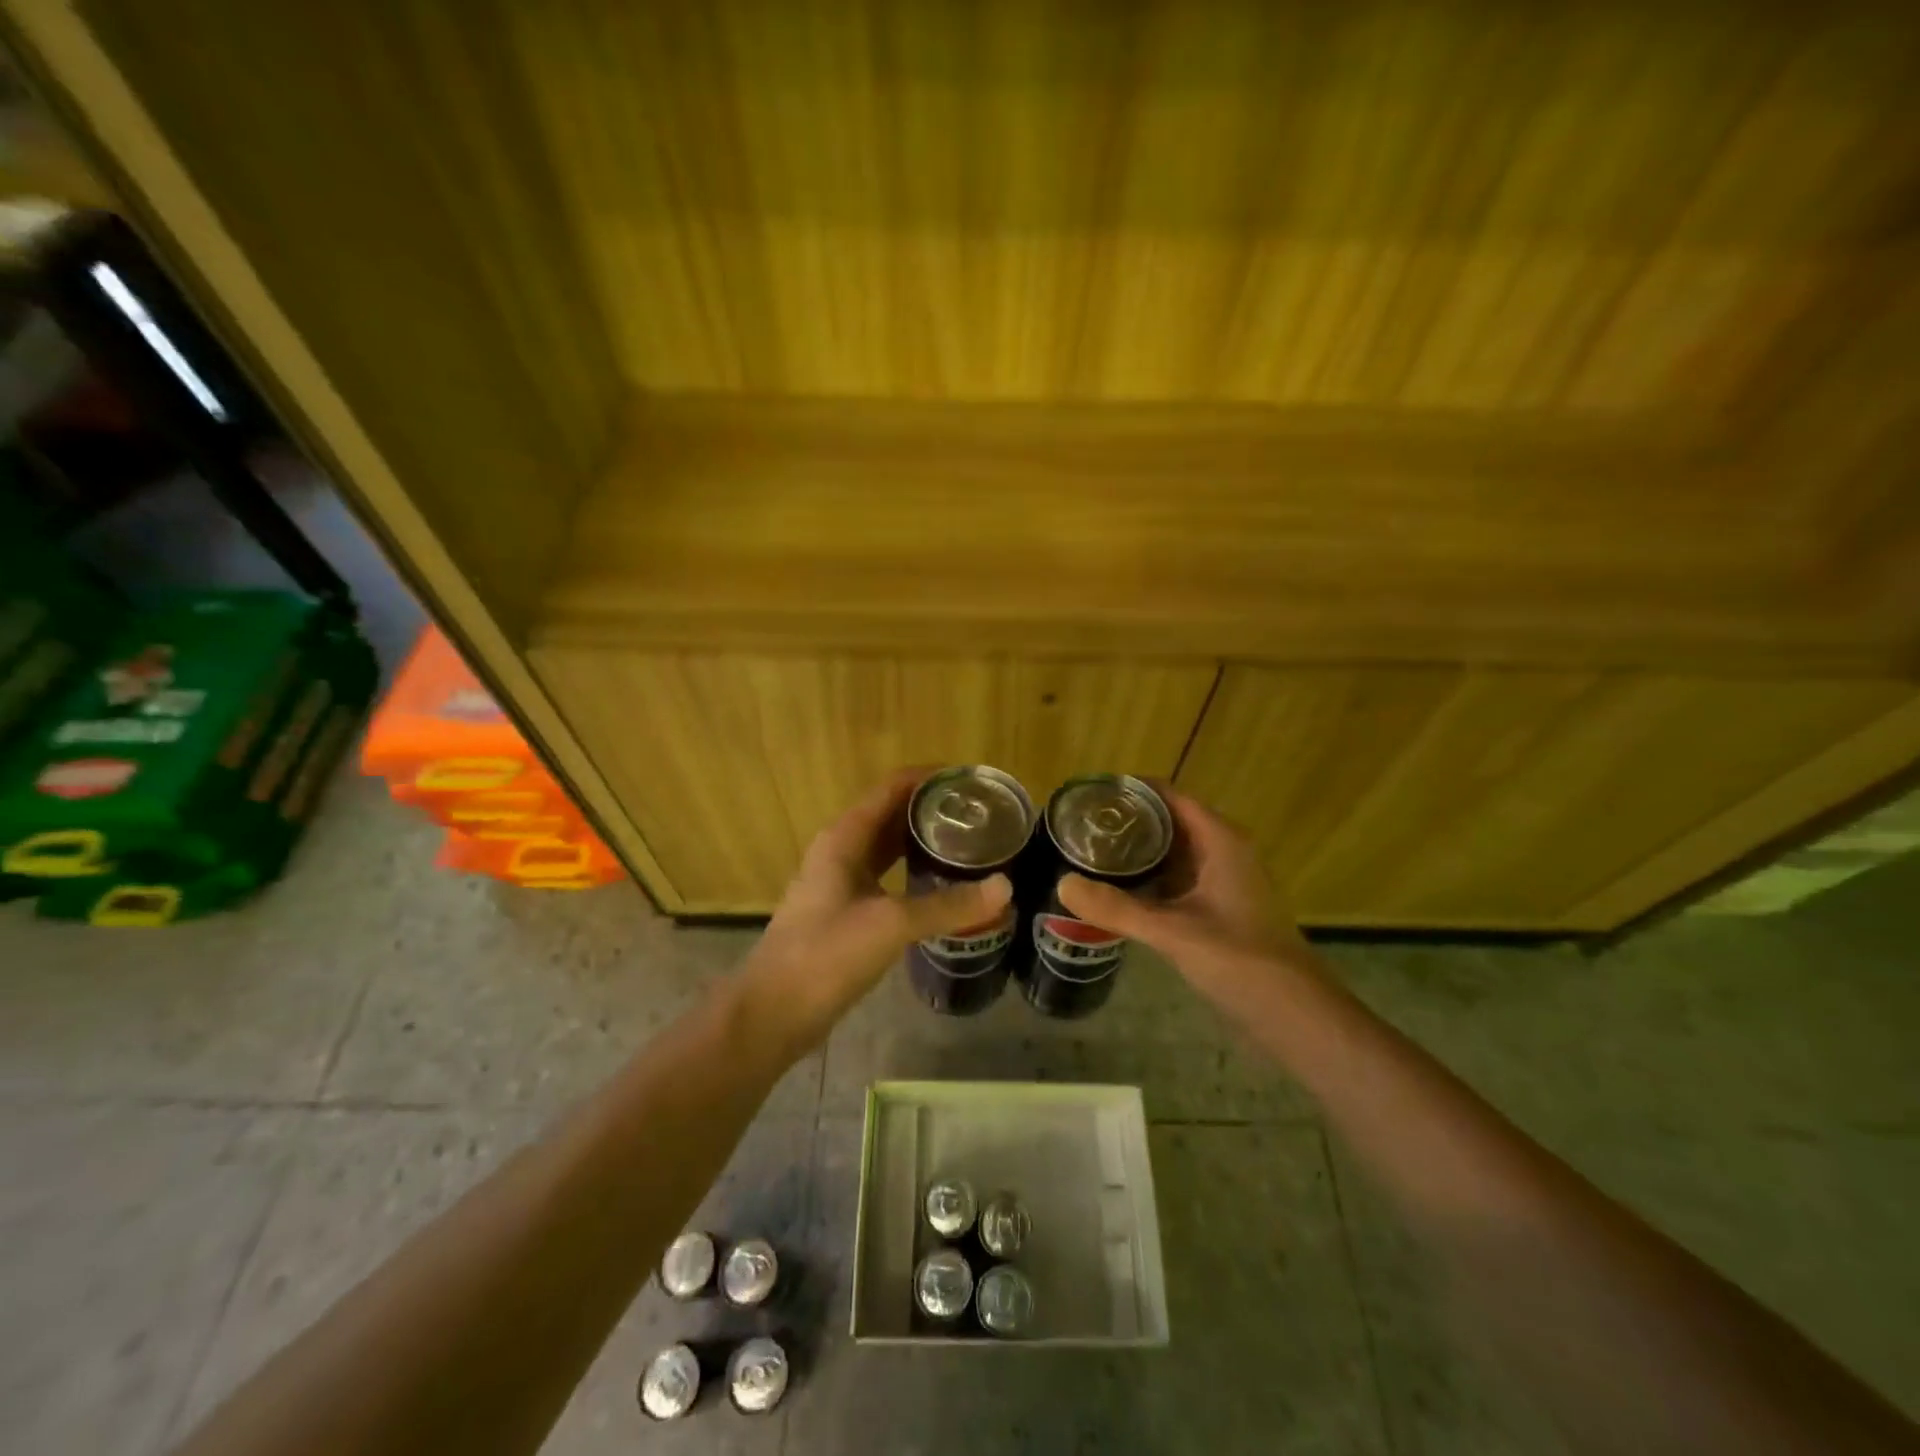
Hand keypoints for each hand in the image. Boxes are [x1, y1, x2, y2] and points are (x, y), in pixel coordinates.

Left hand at [738, 768, 1011, 1057]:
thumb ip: (948, 905)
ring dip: (923, 841)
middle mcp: (841, 850)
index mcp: (845, 837)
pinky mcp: (845, 911)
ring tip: (969, 844)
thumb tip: (1005, 887)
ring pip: (888, 848)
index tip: (971, 781)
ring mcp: (840, 882)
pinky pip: (886, 878)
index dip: (930, 778)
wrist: (774, 1011)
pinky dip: (913, 873)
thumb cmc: (826, 954)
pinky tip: (941, 885)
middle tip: (980, 816)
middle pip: (891, 814)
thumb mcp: (891, 924)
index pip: (892, 787)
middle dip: (932, 810)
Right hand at [1056, 788, 1315, 1008]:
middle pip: (1167, 821)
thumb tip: (1062, 883)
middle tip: (1077, 827)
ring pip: (1171, 852)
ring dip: (1135, 851)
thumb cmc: (1240, 960)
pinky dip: (1147, 878)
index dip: (1130, 791)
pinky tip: (1115, 889)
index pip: (1169, 796)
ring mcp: (1221, 881)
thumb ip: (1117, 908)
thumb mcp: (1173, 932)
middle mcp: (1222, 851)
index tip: (1088, 796)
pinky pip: (1175, 879)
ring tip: (1086, 852)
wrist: (1294, 1014)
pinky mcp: (1217, 907)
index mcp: (1220, 840)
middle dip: (1125, 822)